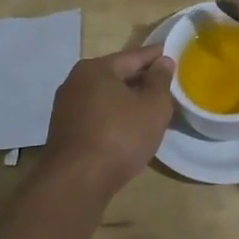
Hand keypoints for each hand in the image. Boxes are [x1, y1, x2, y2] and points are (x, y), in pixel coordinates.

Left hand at [42, 45, 175, 193]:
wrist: (77, 181)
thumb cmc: (120, 136)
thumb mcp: (153, 106)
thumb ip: (160, 80)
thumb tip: (163, 62)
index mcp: (97, 68)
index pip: (134, 56)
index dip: (157, 57)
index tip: (174, 56)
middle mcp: (76, 81)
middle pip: (117, 75)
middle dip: (142, 79)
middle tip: (167, 85)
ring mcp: (66, 107)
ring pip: (106, 96)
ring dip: (128, 100)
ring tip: (151, 108)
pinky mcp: (64, 131)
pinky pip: (97, 114)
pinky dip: (114, 115)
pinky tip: (128, 127)